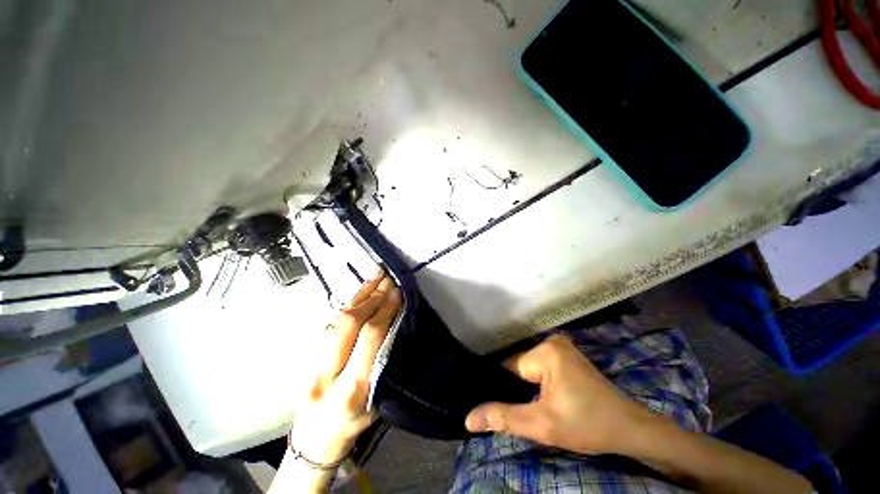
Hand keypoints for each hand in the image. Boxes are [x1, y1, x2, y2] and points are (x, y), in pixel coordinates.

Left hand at [291, 271, 400, 463]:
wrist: (314, 441)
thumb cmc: (354, 426)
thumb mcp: (378, 403)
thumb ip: (386, 366)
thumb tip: (397, 328)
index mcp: (352, 390)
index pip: (369, 339)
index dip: (384, 312)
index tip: (398, 294)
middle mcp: (330, 374)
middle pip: (350, 324)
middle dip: (373, 298)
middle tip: (389, 280)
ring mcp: (316, 363)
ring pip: (339, 320)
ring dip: (361, 294)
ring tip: (376, 276)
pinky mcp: (312, 355)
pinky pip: (333, 322)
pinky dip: (351, 303)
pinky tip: (362, 290)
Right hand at [465, 334, 654, 455]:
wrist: (630, 430)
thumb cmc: (588, 426)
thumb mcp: (542, 425)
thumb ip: (504, 418)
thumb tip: (468, 419)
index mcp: (545, 351)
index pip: (508, 367)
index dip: (502, 389)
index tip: (499, 406)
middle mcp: (550, 341)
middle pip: (519, 366)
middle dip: (516, 389)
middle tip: (518, 409)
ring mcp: (560, 347)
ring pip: (528, 368)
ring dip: (525, 386)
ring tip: (526, 404)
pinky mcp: (565, 356)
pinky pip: (539, 367)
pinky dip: (536, 382)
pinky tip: (538, 397)